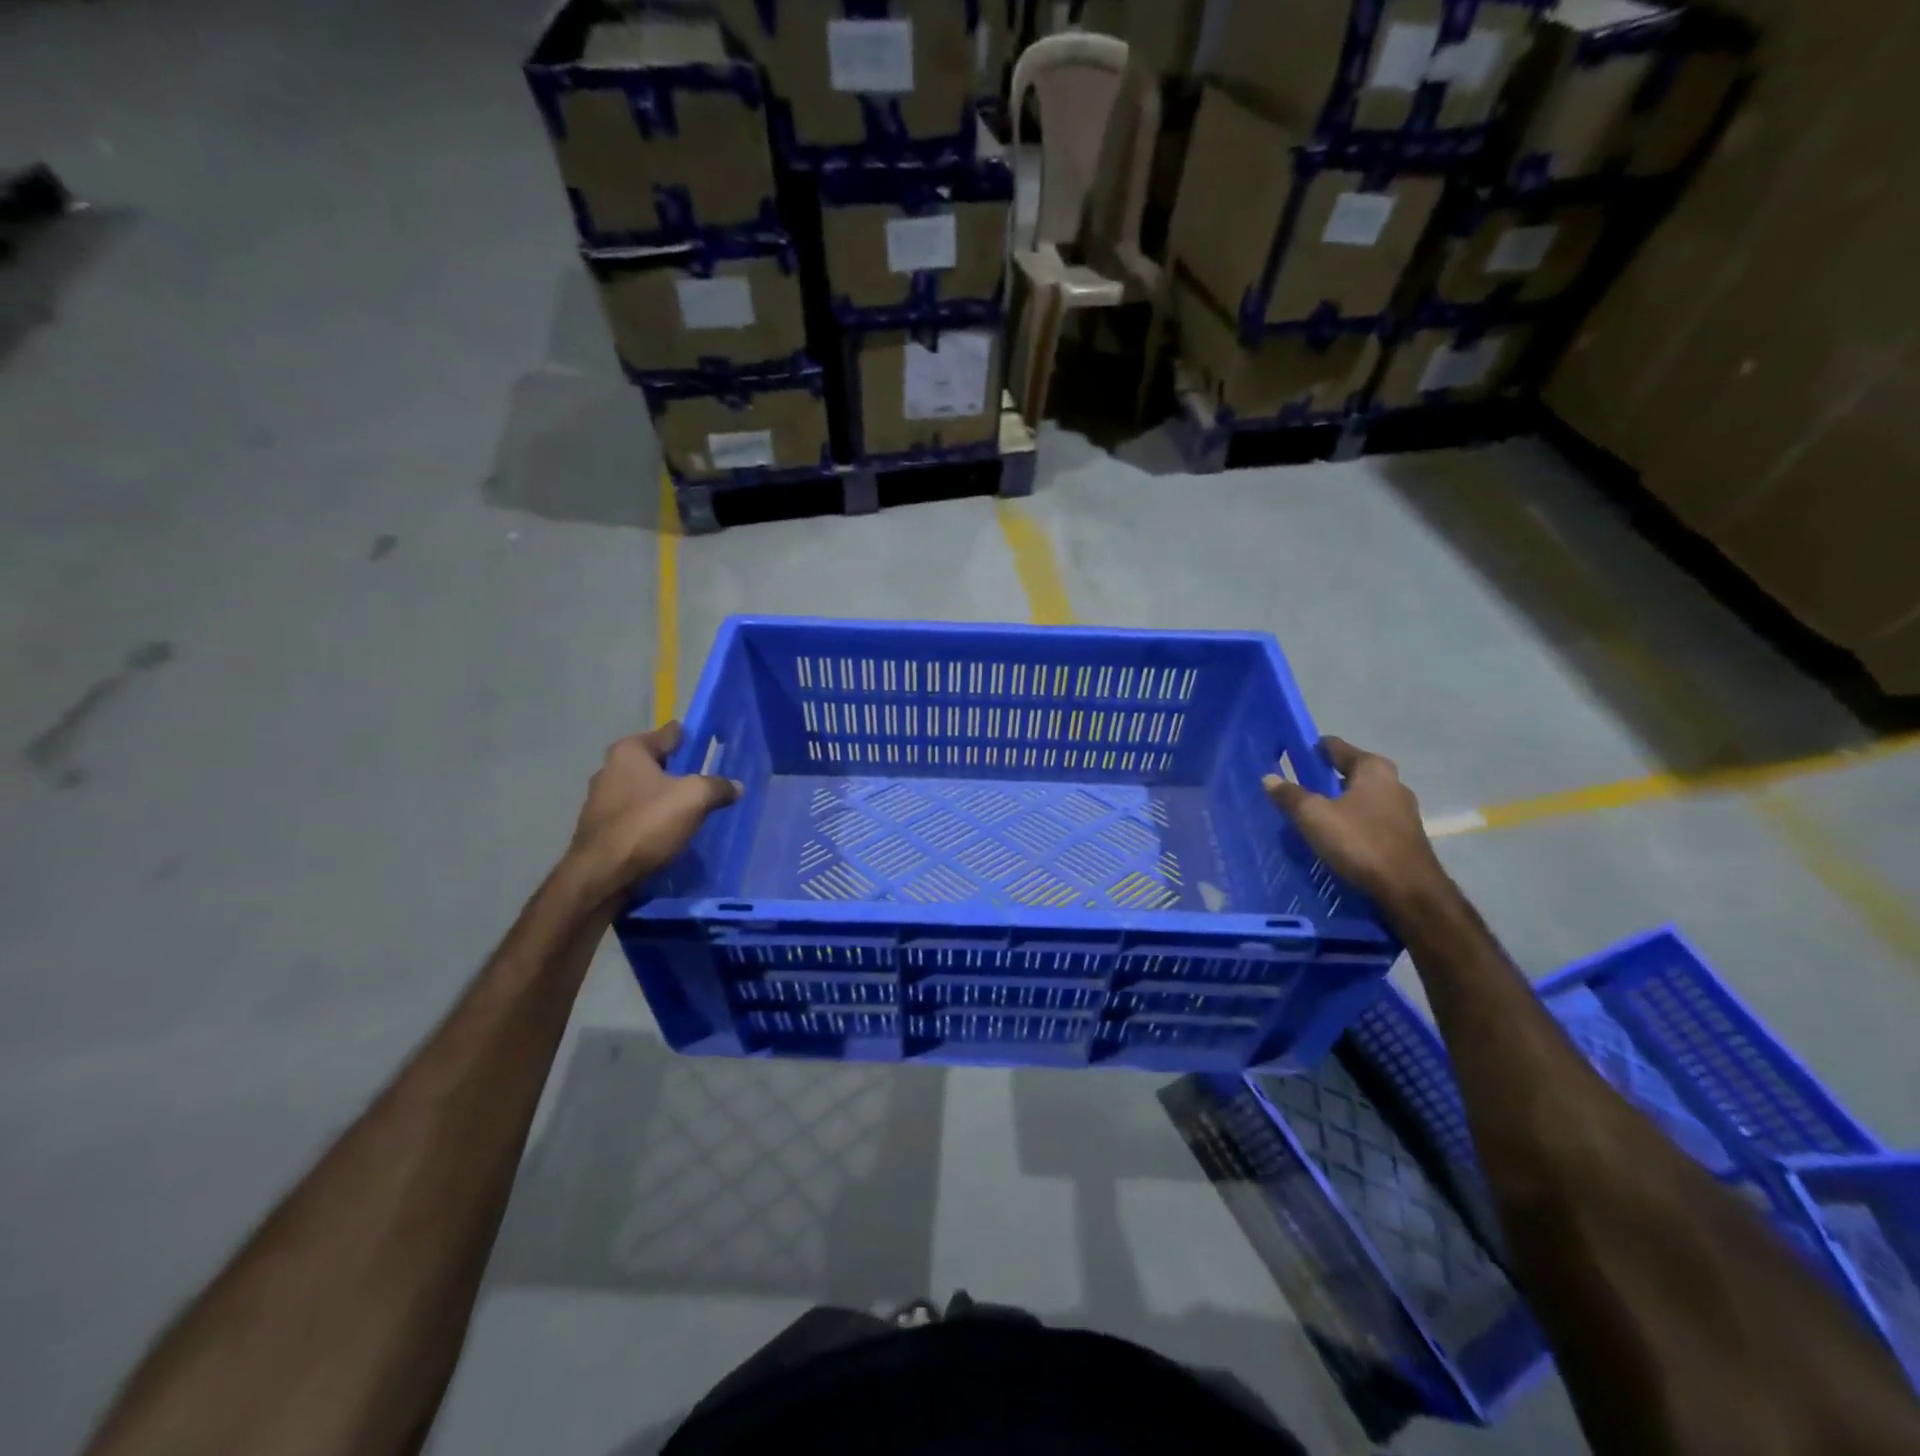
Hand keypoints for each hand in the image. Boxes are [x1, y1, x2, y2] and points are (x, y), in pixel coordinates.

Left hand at [563, 722, 741, 907]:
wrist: (602, 876)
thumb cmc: (647, 825)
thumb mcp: (694, 799)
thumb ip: (717, 787)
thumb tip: (735, 786)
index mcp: (629, 751)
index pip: (668, 734)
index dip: (691, 737)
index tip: (710, 742)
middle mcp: (610, 769)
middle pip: (654, 762)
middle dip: (678, 769)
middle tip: (706, 779)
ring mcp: (601, 800)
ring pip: (644, 790)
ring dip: (664, 796)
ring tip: (691, 807)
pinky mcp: (601, 828)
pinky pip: (635, 814)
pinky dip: (652, 818)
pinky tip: (669, 830)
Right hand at [1263, 736, 1446, 907]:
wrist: (1409, 891)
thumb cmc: (1361, 842)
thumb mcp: (1314, 816)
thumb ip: (1290, 795)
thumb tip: (1269, 778)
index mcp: (1373, 768)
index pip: (1335, 747)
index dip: (1309, 750)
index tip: (1287, 756)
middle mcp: (1392, 783)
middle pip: (1348, 773)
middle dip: (1322, 779)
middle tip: (1293, 788)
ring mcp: (1401, 811)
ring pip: (1358, 799)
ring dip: (1336, 803)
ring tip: (1308, 816)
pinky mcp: (1403, 837)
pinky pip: (1367, 821)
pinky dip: (1349, 824)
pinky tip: (1333, 838)